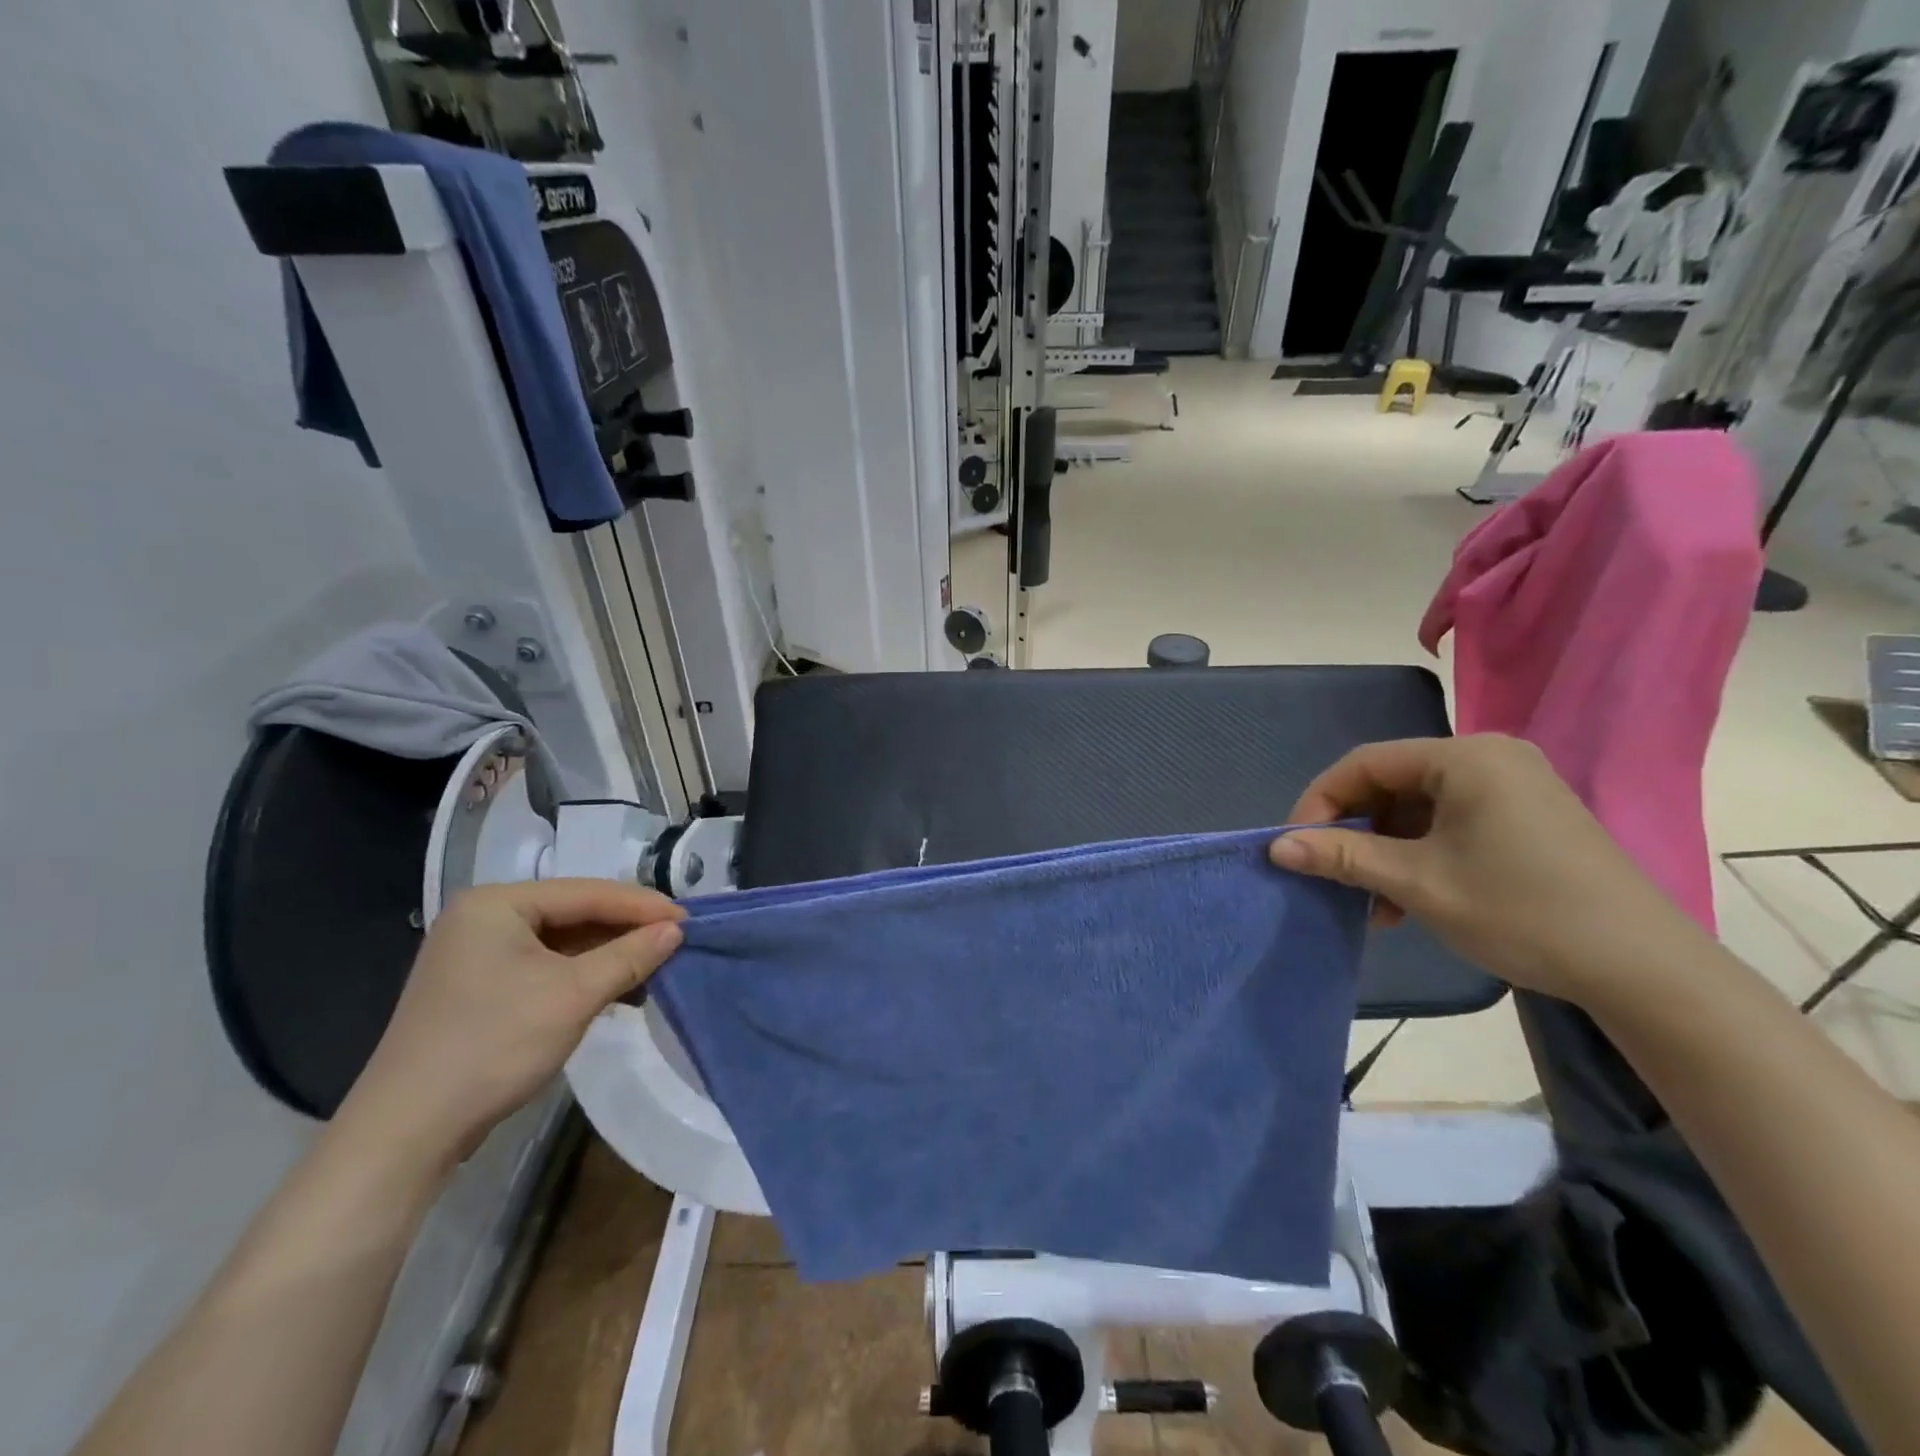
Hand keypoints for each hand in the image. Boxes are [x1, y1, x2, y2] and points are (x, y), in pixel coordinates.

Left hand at [338, 880, 684, 1168]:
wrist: (406, 1133)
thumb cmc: (493, 1047)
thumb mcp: (573, 996)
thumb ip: (630, 956)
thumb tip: (675, 931)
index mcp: (497, 904)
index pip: (587, 892)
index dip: (641, 906)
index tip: (688, 920)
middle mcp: (483, 919)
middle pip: (574, 913)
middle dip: (626, 930)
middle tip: (676, 942)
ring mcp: (477, 955)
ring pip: (562, 942)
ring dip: (609, 955)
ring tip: (655, 968)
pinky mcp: (479, 988)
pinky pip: (545, 966)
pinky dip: (583, 976)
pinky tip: (617, 990)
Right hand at [1270, 735, 1703, 1004]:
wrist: (1644, 970)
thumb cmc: (1520, 910)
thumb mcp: (1417, 883)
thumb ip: (1341, 857)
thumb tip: (1277, 846)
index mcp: (1464, 757)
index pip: (1365, 763)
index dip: (1320, 802)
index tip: (1296, 846)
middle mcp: (1489, 758)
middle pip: (1391, 784)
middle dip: (1354, 832)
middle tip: (1332, 876)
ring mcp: (1514, 787)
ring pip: (1418, 808)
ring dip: (1385, 851)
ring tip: (1372, 902)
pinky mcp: (1528, 818)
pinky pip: (1451, 823)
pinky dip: (1420, 855)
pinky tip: (1409, 900)